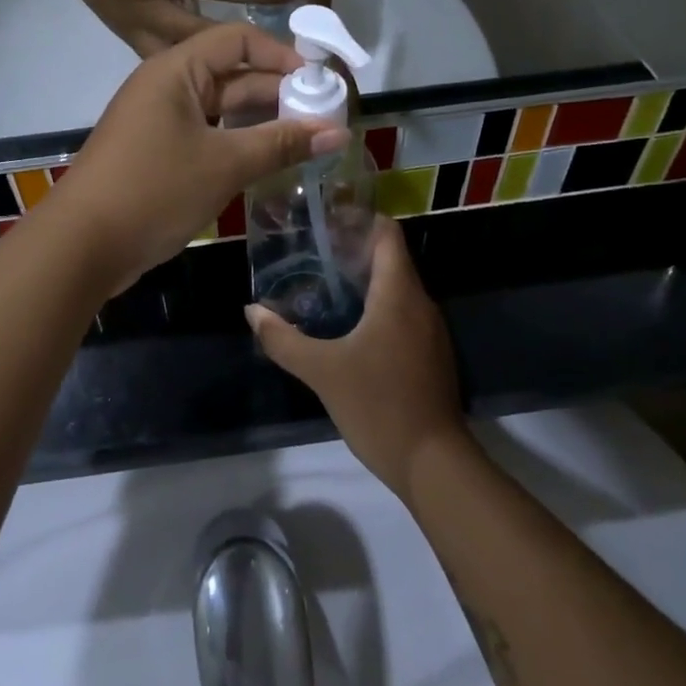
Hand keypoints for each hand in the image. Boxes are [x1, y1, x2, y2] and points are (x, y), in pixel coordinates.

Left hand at [46, 25, 347, 291]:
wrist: (81, 245)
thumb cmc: (154, 190)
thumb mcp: (224, 164)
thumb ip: (282, 143)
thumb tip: (338, 131)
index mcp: (176, 69)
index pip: (238, 39)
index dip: (282, 55)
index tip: (320, 82)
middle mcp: (166, 85)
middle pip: (232, 74)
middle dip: (278, 93)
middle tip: (325, 118)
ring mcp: (159, 120)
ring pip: (220, 109)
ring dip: (261, 121)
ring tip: (307, 141)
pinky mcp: (156, 151)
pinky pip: (206, 134)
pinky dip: (237, 143)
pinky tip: (268, 161)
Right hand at [248, 220, 467, 499]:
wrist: (433, 464)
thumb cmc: (379, 405)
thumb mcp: (322, 371)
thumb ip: (283, 339)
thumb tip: (252, 311)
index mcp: (399, 294)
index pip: (387, 234)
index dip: (359, 221)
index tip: (326, 223)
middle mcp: (420, 303)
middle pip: (390, 259)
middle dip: (354, 252)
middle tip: (312, 256)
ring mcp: (430, 331)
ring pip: (397, 289)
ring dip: (365, 283)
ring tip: (324, 287)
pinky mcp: (431, 355)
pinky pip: (403, 314)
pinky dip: (377, 309)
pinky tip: (349, 328)